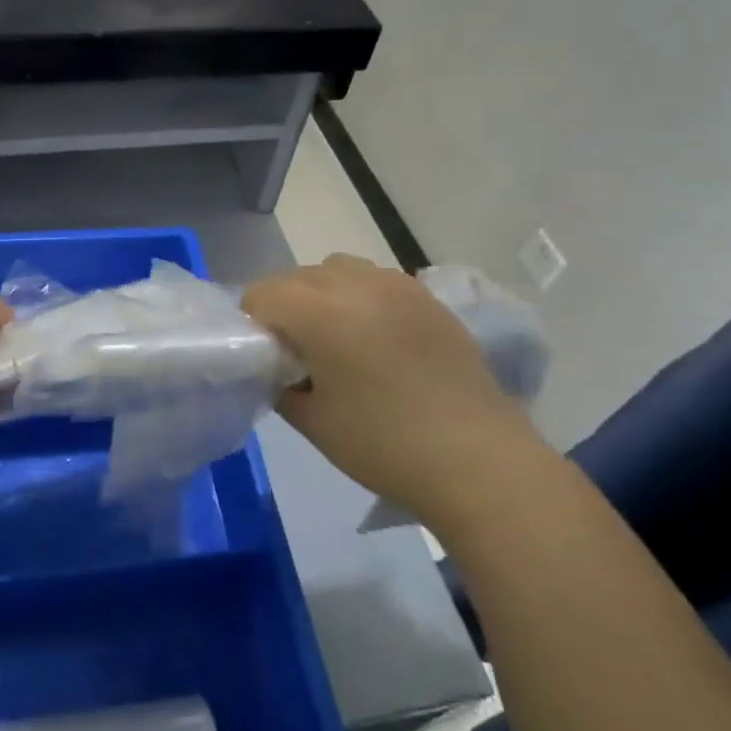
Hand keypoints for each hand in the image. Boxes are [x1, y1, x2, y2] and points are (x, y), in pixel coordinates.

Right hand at [243, 255, 546, 532]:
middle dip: (285, 306)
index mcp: (322, 313)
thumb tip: (278, 369)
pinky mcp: (428, 299)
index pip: (263, 294)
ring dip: (323, 294)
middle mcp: (358, 285)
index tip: (265, 357)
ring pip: (338, 269)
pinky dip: (361, 297)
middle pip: (298, 276)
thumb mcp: (313, 423)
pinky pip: (377, 280)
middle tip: (296, 352)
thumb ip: (280, 386)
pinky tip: (376, 338)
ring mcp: (399, 286)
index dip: (253, 323)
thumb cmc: (385, 445)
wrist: (478, 461)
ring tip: (337, 338)